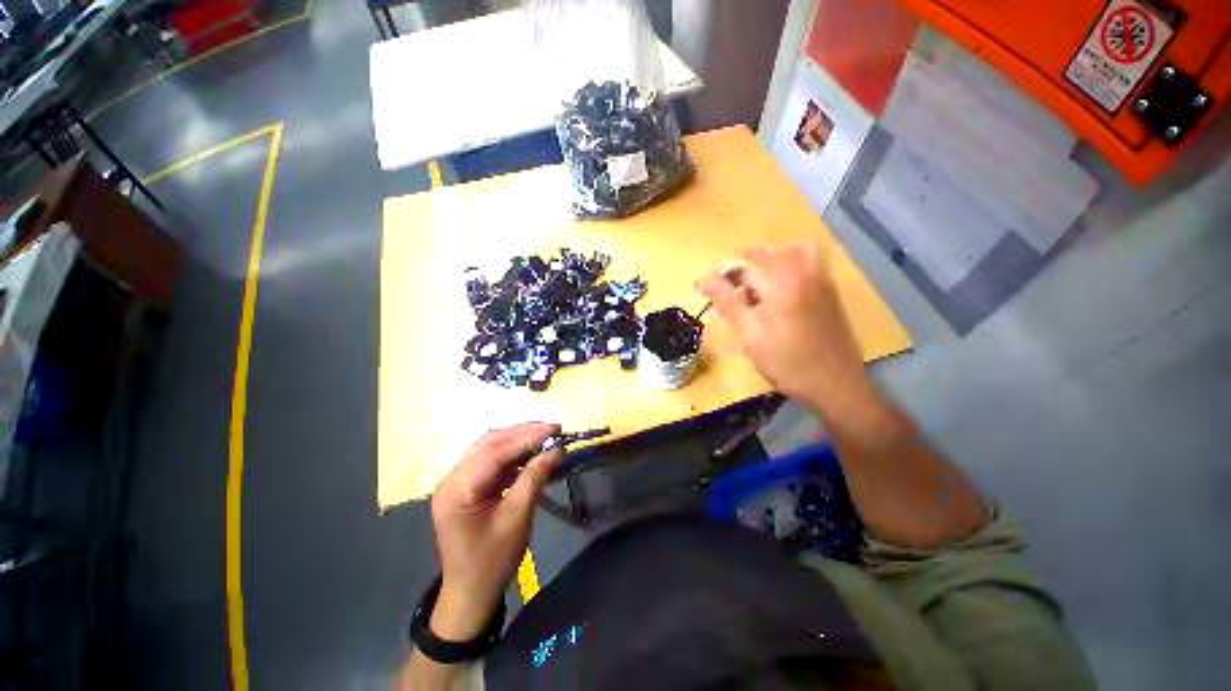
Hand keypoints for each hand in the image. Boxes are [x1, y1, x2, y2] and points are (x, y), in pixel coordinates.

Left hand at [429, 423, 562, 639]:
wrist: (470, 594)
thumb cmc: (493, 561)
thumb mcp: (517, 518)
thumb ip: (534, 478)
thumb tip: (556, 449)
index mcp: (458, 488)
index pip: (495, 451)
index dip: (527, 436)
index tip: (555, 429)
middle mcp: (452, 478)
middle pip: (490, 443)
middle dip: (523, 433)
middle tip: (553, 429)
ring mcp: (457, 481)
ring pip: (490, 448)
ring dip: (519, 440)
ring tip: (546, 436)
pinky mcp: (466, 486)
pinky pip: (491, 461)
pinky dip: (513, 454)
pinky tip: (532, 452)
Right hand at [697, 243, 868, 404]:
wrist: (836, 384)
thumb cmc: (787, 364)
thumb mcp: (750, 336)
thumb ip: (727, 302)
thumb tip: (703, 280)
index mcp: (780, 282)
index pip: (741, 264)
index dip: (719, 275)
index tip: (703, 290)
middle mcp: (802, 269)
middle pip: (761, 253)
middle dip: (737, 269)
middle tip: (725, 294)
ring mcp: (820, 275)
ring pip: (783, 250)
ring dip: (761, 263)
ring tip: (751, 287)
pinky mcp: (829, 285)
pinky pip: (806, 256)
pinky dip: (787, 260)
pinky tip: (779, 283)